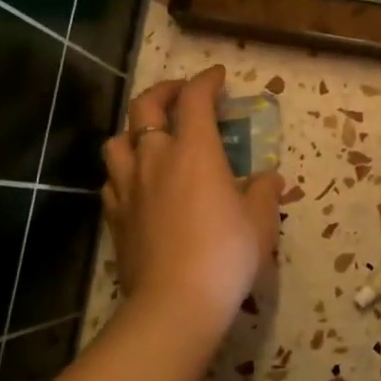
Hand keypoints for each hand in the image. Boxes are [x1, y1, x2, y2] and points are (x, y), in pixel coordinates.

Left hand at [102, 66, 281, 339]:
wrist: (175, 303)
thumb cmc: (226, 255)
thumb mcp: (261, 221)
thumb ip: (264, 192)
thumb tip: (269, 177)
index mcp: (194, 151)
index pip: (195, 99)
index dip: (206, 81)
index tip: (218, 77)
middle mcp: (155, 158)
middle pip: (146, 106)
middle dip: (165, 91)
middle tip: (183, 94)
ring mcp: (128, 186)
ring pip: (117, 140)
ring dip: (135, 130)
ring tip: (152, 137)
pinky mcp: (114, 216)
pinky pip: (111, 180)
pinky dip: (124, 171)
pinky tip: (137, 182)